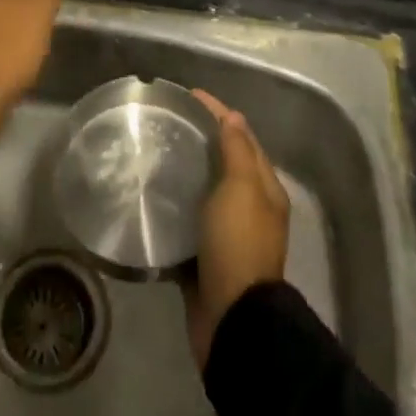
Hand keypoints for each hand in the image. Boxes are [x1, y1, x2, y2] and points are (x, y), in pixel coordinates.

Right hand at [182, 90, 289, 370]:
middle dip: (201, 139)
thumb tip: (232, 117)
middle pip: (225, 162)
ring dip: (186, 172)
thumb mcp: (242, 188)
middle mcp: (250, 208)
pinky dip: (175, 206)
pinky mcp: (205, 257)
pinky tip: (151, 198)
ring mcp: (227, 234)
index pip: (242, 136)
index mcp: (264, 189)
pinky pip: (189, 222)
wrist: (232, 320)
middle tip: (167, 122)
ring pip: (206, 191)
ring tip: (155, 154)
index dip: (218, 113)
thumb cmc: (238, 244)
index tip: (188, 95)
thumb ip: (237, 151)